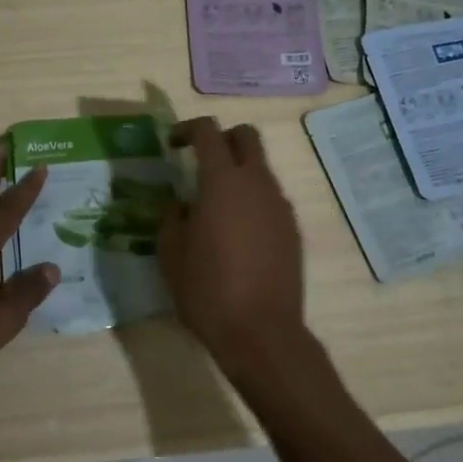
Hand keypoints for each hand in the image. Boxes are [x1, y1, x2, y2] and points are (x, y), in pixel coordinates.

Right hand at [158, 118, 308, 368]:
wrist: (260, 332)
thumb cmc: (207, 290)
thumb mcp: (170, 253)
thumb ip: (173, 217)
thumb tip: (182, 204)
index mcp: (222, 182)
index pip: (208, 132)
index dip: (187, 129)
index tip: (172, 144)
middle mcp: (257, 184)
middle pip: (246, 136)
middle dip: (222, 138)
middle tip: (199, 160)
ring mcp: (279, 206)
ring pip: (260, 169)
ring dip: (237, 173)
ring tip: (213, 206)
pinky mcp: (292, 229)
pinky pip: (269, 199)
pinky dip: (251, 200)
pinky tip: (235, 234)